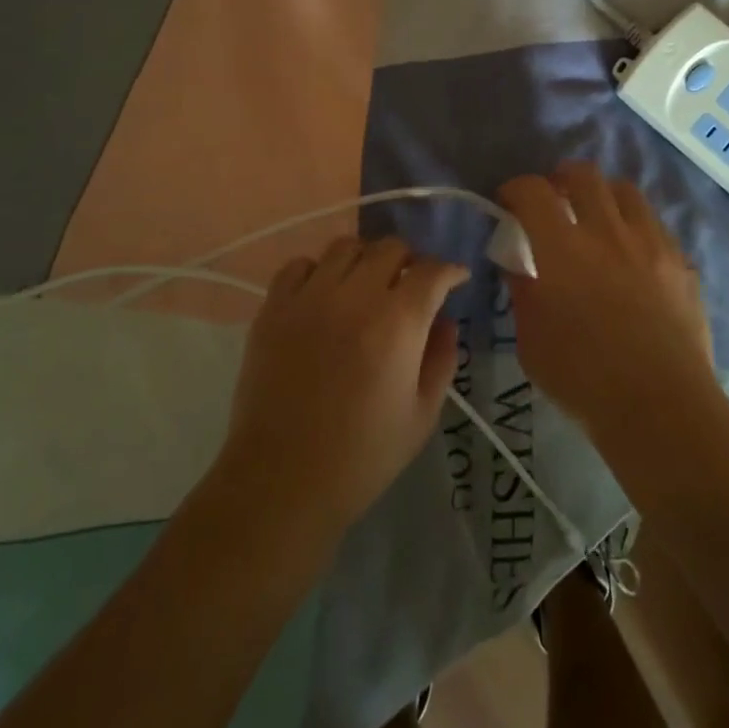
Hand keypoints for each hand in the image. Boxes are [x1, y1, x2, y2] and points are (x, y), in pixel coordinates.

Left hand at [217, 236, 467, 551]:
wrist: (282, 481)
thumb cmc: (362, 456)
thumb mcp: (422, 415)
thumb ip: (441, 359)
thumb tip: (445, 321)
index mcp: (397, 323)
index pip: (432, 271)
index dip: (450, 271)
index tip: (455, 279)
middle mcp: (354, 297)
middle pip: (390, 247)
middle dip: (410, 260)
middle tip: (411, 284)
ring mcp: (309, 298)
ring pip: (345, 246)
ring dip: (366, 258)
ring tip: (367, 283)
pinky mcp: (273, 308)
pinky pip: (299, 265)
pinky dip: (318, 270)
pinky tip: (324, 294)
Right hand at [497, 163, 714, 441]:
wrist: (661, 406)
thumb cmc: (582, 379)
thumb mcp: (531, 340)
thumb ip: (523, 291)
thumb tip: (519, 264)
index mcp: (562, 248)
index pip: (532, 191)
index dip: (515, 189)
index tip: (509, 204)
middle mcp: (607, 232)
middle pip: (584, 174)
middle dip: (561, 178)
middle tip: (554, 200)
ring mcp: (651, 243)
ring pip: (625, 191)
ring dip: (602, 196)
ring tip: (596, 219)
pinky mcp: (681, 261)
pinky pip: (654, 224)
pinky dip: (634, 227)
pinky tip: (631, 255)